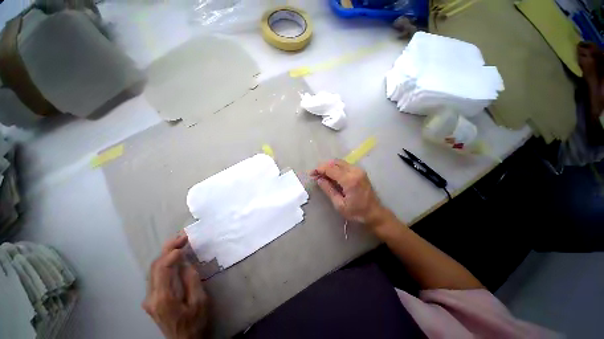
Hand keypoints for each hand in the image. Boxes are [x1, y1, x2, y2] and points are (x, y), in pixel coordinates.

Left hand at [143, 234, 208, 338]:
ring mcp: (149, 299)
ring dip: (166, 254)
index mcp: (163, 298)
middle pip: (155, 267)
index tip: (184, 243)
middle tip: (183, 236)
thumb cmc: (195, 323)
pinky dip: (164, 263)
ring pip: (153, 270)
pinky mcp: (152, 299)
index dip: (172, 253)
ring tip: (179, 242)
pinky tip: (173, 257)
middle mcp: (151, 297)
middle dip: (168, 249)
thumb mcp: (200, 302)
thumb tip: (186, 263)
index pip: (162, 269)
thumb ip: (192, 281)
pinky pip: (156, 276)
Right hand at [310, 159, 389, 226]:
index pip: (330, 169)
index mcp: (350, 180)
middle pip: (334, 162)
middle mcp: (355, 171)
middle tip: (315, 175)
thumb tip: (318, 179)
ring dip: (329, 166)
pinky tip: (331, 175)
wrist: (375, 213)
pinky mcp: (360, 171)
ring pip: (339, 162)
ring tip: (322, 175)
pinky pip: (344, 165)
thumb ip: (328, 190)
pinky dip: (335, 167)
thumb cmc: (357, 212)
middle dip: (323, 166)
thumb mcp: (339, 204)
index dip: (319, 169)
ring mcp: (358, 170)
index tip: (311, 174)